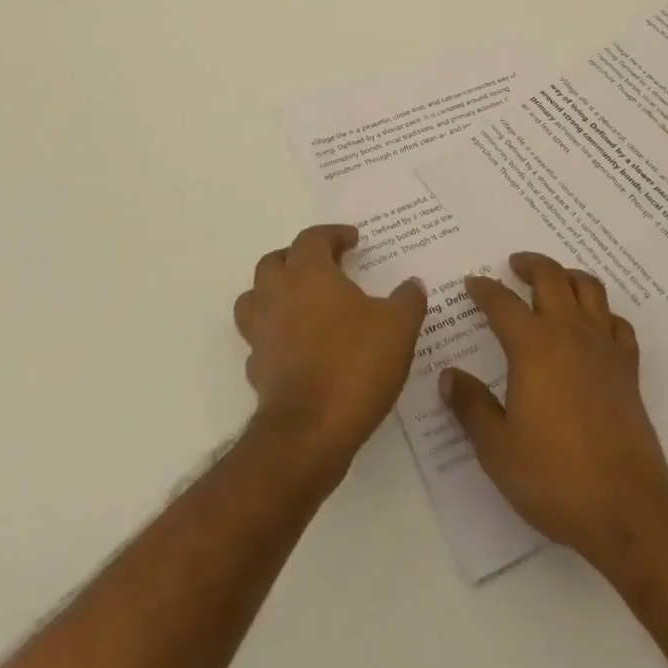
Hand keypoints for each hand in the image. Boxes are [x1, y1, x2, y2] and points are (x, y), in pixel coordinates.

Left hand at [232, 224, 427, 474]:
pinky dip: (274, 335)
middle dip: (297, 257)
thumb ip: (408, 300)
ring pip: (255, 298)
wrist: (309, 433)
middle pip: (274, 262)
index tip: (352, 241)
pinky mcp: (257, 368)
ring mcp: (262, 332)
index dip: (333, 234)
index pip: (312, 238)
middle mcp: (278, 295)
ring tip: (302, 302)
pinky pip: (260, 340)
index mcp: (309, 273)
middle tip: (324, 266)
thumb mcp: (398, 327)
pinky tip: (297, 346)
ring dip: (274, 292)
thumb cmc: (354, 364)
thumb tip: (412, 285)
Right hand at [439, 252, 667, 569]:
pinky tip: (594, 326)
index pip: (502, 302)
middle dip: (530, 264)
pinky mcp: (628, 369)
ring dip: (568, 276)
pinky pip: (617, 323)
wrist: (627, 509)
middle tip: (513, 265)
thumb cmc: (554, 477)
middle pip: (551, 277)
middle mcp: (569, 333)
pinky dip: (603, 313)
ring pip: (589, 288)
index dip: (484, 289)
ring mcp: (604, 347)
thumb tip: (448, 376)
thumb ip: (471, 406)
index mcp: (533, 346)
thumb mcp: (497, 448)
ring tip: (554, 281)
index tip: (472, 283)